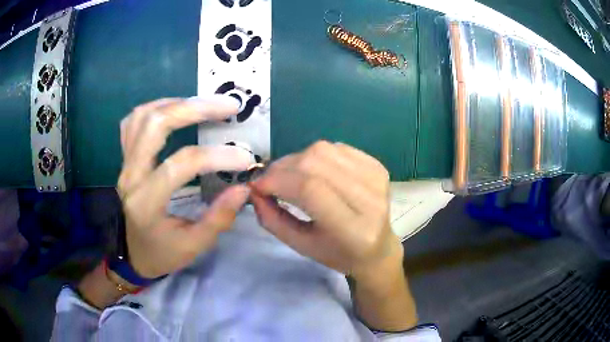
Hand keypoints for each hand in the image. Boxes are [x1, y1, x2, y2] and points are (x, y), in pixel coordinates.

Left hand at [117, 96, 252, 277]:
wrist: (131, 255)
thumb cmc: (161, 253)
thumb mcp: (193, 246)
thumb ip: (218, 218)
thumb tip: (243, 188)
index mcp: (146, 202)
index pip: (181, 165)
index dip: (216, 156)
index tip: (246, 158)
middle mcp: (131, 176)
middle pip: (156, 125)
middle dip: (195, 108)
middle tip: (229, 106)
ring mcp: (124, 164)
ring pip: (143, 116)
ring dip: (176, 103)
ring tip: (205, 103)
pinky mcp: (125, 160)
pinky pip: (133, 122)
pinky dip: (155, 108)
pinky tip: (175, 109)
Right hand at [249, 141, 402, 278]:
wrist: (377, 248)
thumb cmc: (338, 254)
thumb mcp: (301, 246)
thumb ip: (272, 220)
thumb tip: (254, 190)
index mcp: (353, 229)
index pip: (310, 189)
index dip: (277, 180)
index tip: (257, 186)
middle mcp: (370, 200)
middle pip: (316, 163)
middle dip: (282, 167)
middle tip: (269, 180)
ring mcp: (377, 179)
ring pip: (324, 150)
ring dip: (297, 159)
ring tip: (289, 176)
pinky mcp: (378, 167)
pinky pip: (337, 148)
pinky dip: (316, 155)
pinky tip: (314, 171)